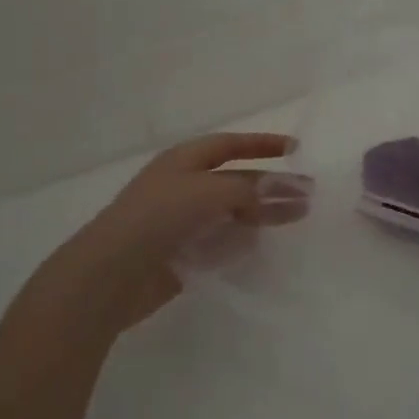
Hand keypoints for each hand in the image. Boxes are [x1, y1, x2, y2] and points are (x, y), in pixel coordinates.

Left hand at [36, 132, 303, 337]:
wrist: (111, 274)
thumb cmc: (158, 218)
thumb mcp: (208, 192)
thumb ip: (252, 189)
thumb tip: (290, 189)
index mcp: (183, 161)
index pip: (229, 144)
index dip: (261, 144)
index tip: (295, 148)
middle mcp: (183, 187)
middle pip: (235, 180)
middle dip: (271, 184)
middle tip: (307, 195)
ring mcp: (182, 222)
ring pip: (231, 212)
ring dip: (263, 213)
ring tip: (297, 218)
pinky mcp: (182, 254)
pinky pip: (220, 241)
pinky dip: (242, 240)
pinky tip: (262, 244)